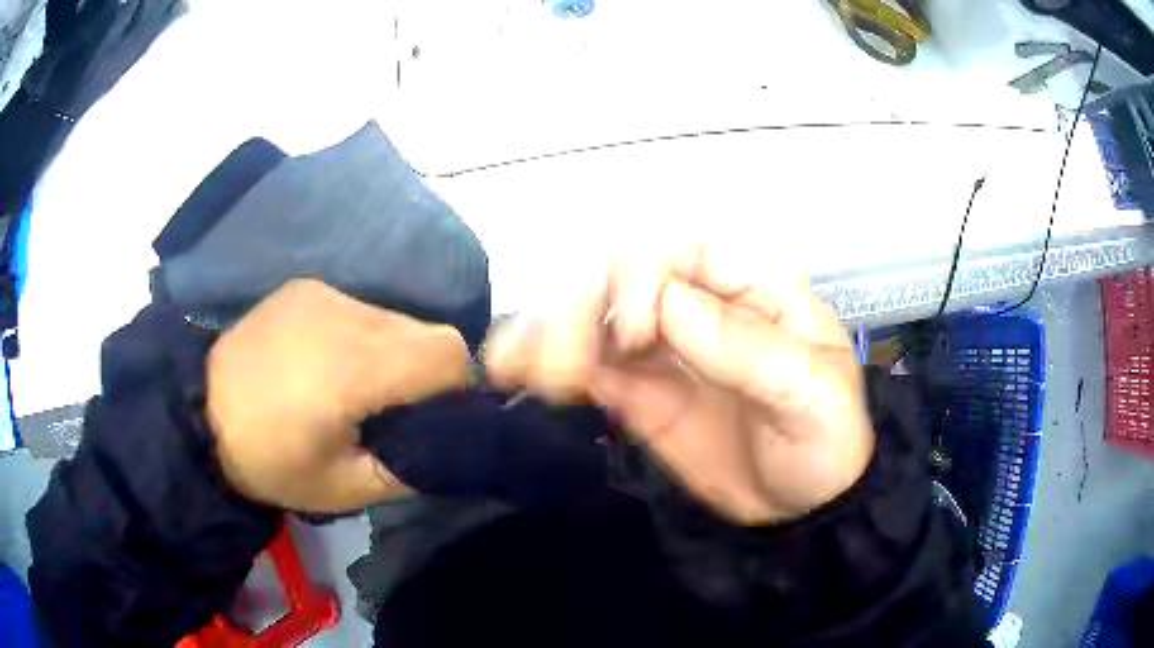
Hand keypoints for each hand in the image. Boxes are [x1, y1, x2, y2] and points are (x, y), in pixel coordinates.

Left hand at [206, 279, 470, 511]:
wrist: (198, 417)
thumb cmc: (271, 463)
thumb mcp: (346, 489)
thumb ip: (412, 468)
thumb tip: (449, 444)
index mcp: (355, 367)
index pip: (449, 354)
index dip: (455, 389)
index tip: (430, 421)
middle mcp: (345, 314)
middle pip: (428, 333)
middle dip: (425, 374)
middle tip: (390, 412)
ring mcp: (324, 293)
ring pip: (396, 319)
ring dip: (393, 354)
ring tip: (353, 388)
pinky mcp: (306, 287)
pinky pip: (361, 310)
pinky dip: (362, 338)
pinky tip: (326, 364)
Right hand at [486, 242, 872, 524]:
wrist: (805, 507)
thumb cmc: (826, 440)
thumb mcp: (811, 394)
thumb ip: (749, 350)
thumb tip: (668, 310)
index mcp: (751, 286)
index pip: (679, 251)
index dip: (641, 278)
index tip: (633, 337)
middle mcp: (699, 304)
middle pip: (620, 277)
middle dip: (580, 307)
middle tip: (557, 362)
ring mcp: (664, 348)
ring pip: (593, 317)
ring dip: (548, 331)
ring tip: (513, 364)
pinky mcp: (638, 391)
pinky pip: (587, 365)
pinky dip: (547, 364)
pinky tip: (516, 372)